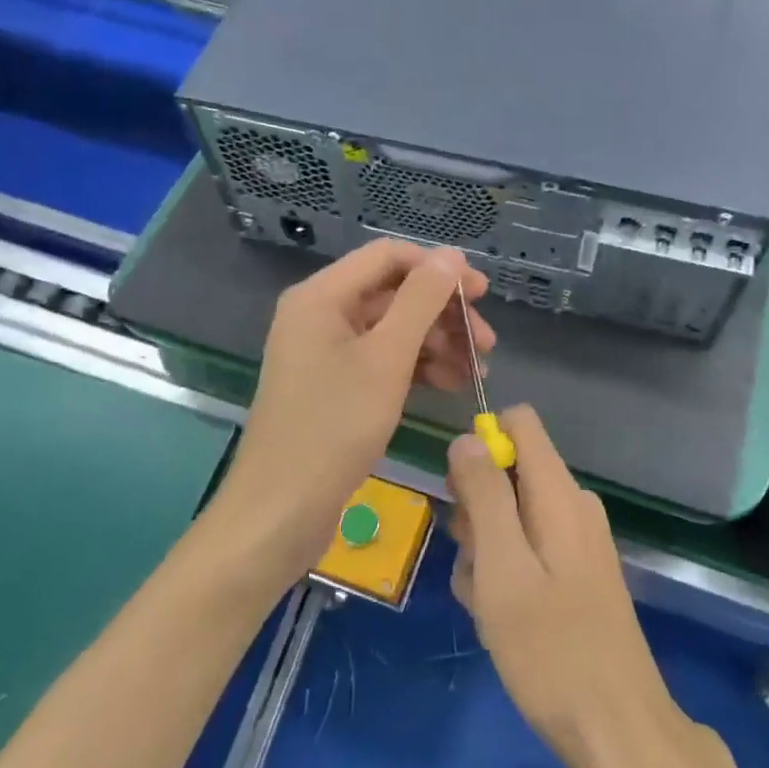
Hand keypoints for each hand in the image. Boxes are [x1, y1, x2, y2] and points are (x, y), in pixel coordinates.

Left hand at [222, 239, 493, 577]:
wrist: (280, 511)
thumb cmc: (334, 427)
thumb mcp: (387, 358)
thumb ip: (421, 301)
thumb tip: (451, 256)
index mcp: (322, 296)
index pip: (389, 256)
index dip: (438, 268)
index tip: (481, 294)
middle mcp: (321, 314)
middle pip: (394, 293)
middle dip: (443, 314)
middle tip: (487, 344)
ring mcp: (327, 351)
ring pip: (393, 329)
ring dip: (438, 343)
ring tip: (477, 372)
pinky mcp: (335, 384)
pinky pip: (383, 359)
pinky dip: (417, 367)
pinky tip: (451, 384)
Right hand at [447, 406, 692, 767]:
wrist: (618, 731)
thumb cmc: (551, 649)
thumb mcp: (502, 567)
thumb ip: (485, 495)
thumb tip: (468, 438)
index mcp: (559, 492)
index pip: (519, 423)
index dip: (481, 445)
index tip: (460, 495)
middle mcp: (573, 504)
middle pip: (509, 472)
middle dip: (476, 511)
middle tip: (474, 566)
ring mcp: (578, 541)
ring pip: (510, 517)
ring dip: (485, 552)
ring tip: (487, 605)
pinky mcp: (577, 574)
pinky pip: (527, 551)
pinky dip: (505, 575)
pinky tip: (501, 619)